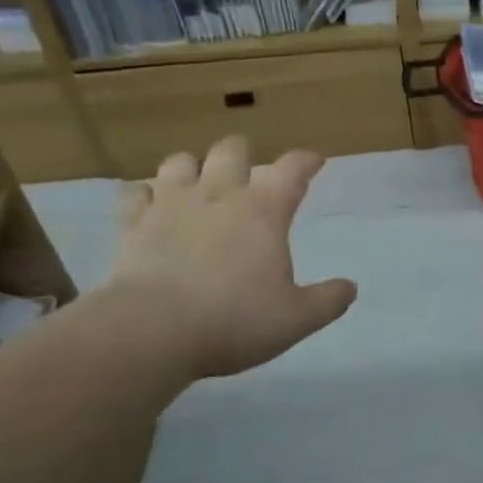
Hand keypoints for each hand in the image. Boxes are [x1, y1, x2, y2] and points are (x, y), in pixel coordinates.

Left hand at [104, 136, 356, 378]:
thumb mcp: (297, 319)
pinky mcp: (133, 224)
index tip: (315, 160)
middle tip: (249, 170)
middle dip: (243, 154)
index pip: (292, 170)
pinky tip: (148, 204)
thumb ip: (328, 301)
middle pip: (232, 150)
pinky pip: (134, 193)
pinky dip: (144, 194)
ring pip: (180, 162)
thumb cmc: (234, 321)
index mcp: (264, 211)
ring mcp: (171, 205)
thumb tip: (350, 288)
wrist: (152, 331)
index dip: (307, 161)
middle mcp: (219, 195)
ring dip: (192, 167)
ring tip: (198, 181)